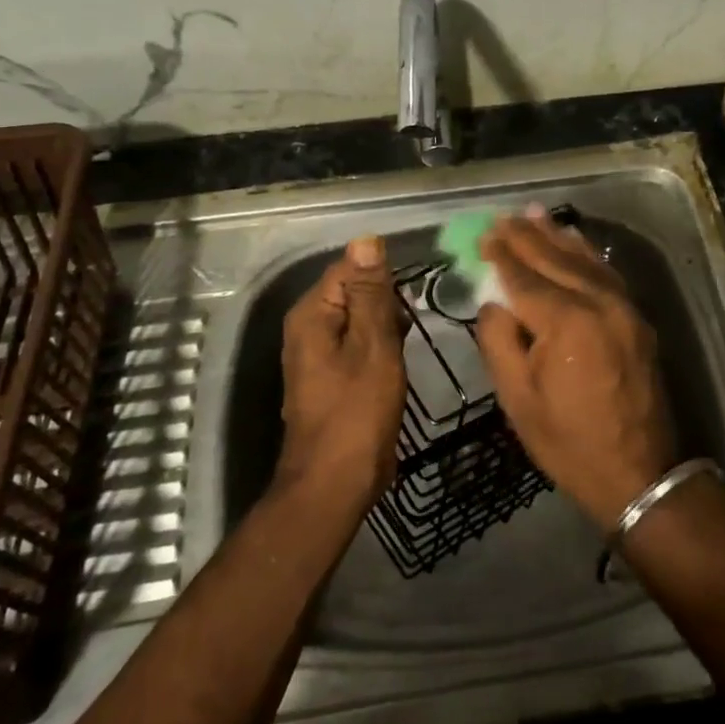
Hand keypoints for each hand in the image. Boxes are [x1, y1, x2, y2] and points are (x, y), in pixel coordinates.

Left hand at [277, 236, 406, 508]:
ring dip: (387, 324)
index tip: (415, 291)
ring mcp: (318, 354)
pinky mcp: (332, 377)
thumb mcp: (372, 345)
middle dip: (387, 300)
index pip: (349, 268)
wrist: (335, 482)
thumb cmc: (357, 411)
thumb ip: (370, 293)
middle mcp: (308, 328)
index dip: (383, 274)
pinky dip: (381, 345)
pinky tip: (401, 356)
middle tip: (416, 321)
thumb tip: (366, 240)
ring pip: (359, 319)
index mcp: (312, 314)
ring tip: (413, 336)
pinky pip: (359, 344)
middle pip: (354, 292)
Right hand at [474, 210, 674, 531]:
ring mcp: (624, 307)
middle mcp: (598, 302)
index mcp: (565, 321)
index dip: (500, 254)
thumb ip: (499, 340)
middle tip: (502, 217)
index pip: (524, 277)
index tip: (482, 234)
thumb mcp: (517, 398)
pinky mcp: (637, 318)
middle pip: (555, 259)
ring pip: (584, 259)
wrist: (639, 472)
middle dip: (526, 236)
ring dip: (557, 236)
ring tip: (534, 214)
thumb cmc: (568, 441)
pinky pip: (607, 274)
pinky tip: (574, 241)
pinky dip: (587, 253)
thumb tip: (493, 300)